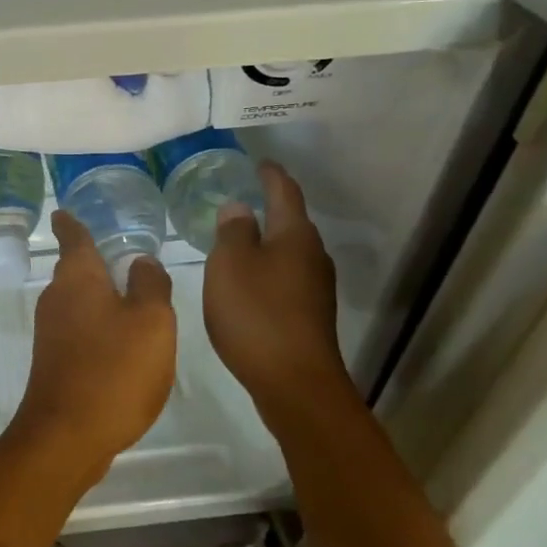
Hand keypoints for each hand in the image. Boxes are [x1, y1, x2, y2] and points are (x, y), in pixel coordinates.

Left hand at [9, 211, 176, 480]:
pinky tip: (121, 341)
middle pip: (74, 269)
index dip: (70, 222)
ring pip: (77, 300)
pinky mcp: (54, 360)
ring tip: (130, 295)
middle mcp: (57, 297)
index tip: (62, 211)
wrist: (67, 434)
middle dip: (93, 260)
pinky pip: (79, 328)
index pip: (72, 236)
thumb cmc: (113, 369)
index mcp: (78, 277)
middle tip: (120, 252)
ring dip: (99, 295)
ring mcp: (51, 331)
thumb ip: (150, 285)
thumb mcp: (151, 321)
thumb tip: (141, 262)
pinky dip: (98, 325)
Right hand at [203, 160, 350, 421]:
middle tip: (241, 198)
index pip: (285, 192)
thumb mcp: (230, 264)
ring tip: (238, 238)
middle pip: (292, 222)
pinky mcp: (310, 315)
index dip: (270, 175)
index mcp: (295, 236)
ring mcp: (315, 288)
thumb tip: (240, 208)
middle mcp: (313, 256)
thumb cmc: (257, 314)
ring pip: (289, 252)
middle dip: (269, 207)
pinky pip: (286, 277)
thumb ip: (233, 231)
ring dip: (267, 241)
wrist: (295, 384)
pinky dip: (267, 269)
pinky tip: (248, 280)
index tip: (259, 162)